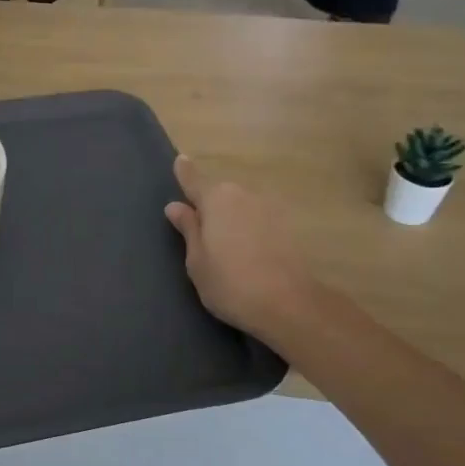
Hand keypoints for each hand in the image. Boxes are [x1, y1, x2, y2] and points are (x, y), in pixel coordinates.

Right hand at [164, 156, 318, 345]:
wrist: (288, 304)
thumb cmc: (230, 283)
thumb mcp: (197, 260)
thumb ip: (188, 228)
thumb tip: (176, 206)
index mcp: (216, 200)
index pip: (194, 180)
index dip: (185, 172)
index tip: (180, 160)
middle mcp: (243, 195)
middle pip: (220, 194)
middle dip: (209, 205)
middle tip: (199, 231)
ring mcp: (269, 209)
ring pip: (241, 207)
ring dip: (231, 219)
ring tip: (225, 247)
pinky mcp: (287, 227)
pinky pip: (258, 220)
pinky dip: (249, 229)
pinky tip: (247, 253)